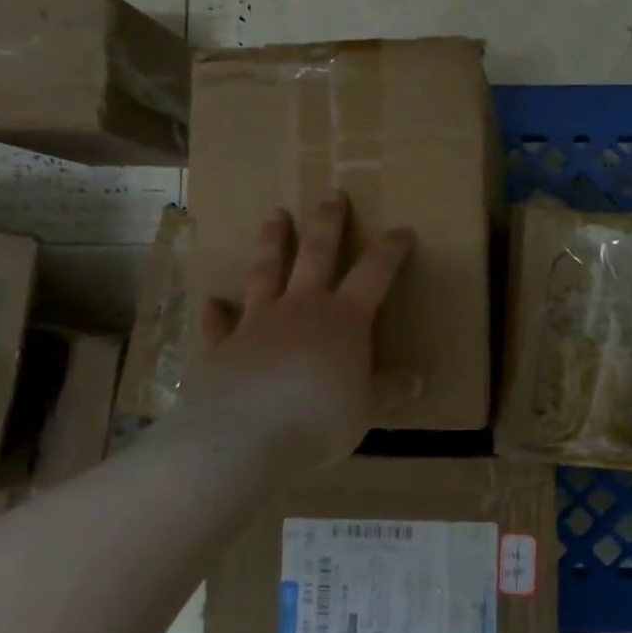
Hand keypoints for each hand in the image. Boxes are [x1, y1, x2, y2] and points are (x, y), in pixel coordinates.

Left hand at [174, 195, 419, 475]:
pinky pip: (219, 322)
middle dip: (327, 223)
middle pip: (316, 254)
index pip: (375, 272)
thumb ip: (389, 389)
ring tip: (273, 215)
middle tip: (331, 195)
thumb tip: (417, 378)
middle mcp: (301, 308)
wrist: (245, 437)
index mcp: (344, 318)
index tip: (403, 230)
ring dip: (271, 241)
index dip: (391, 250)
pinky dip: (217, 311)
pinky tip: (213, 301)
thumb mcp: (367, 408)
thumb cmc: (320, 418)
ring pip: (266, 271)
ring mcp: (257, 322)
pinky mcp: (222, 346)